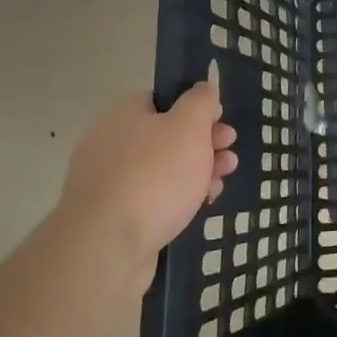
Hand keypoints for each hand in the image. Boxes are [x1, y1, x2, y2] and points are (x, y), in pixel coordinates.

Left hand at [60, 69, 237, 275]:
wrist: (106, 247)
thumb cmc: (155, 175)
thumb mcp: (190, 126)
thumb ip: (201, 101)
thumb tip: (203, 89)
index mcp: (124, 114)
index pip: (163, 98)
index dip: (196, 107)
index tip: (221, 121)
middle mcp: (110, 142)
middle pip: (166, 135)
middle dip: (204, 143)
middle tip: (229, 153)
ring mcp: (108, 182)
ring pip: (163, 169)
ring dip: (197, 172)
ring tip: (221, 183)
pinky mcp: (112, 217)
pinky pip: (152, 198)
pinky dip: (178, 199)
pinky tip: (200, 206)